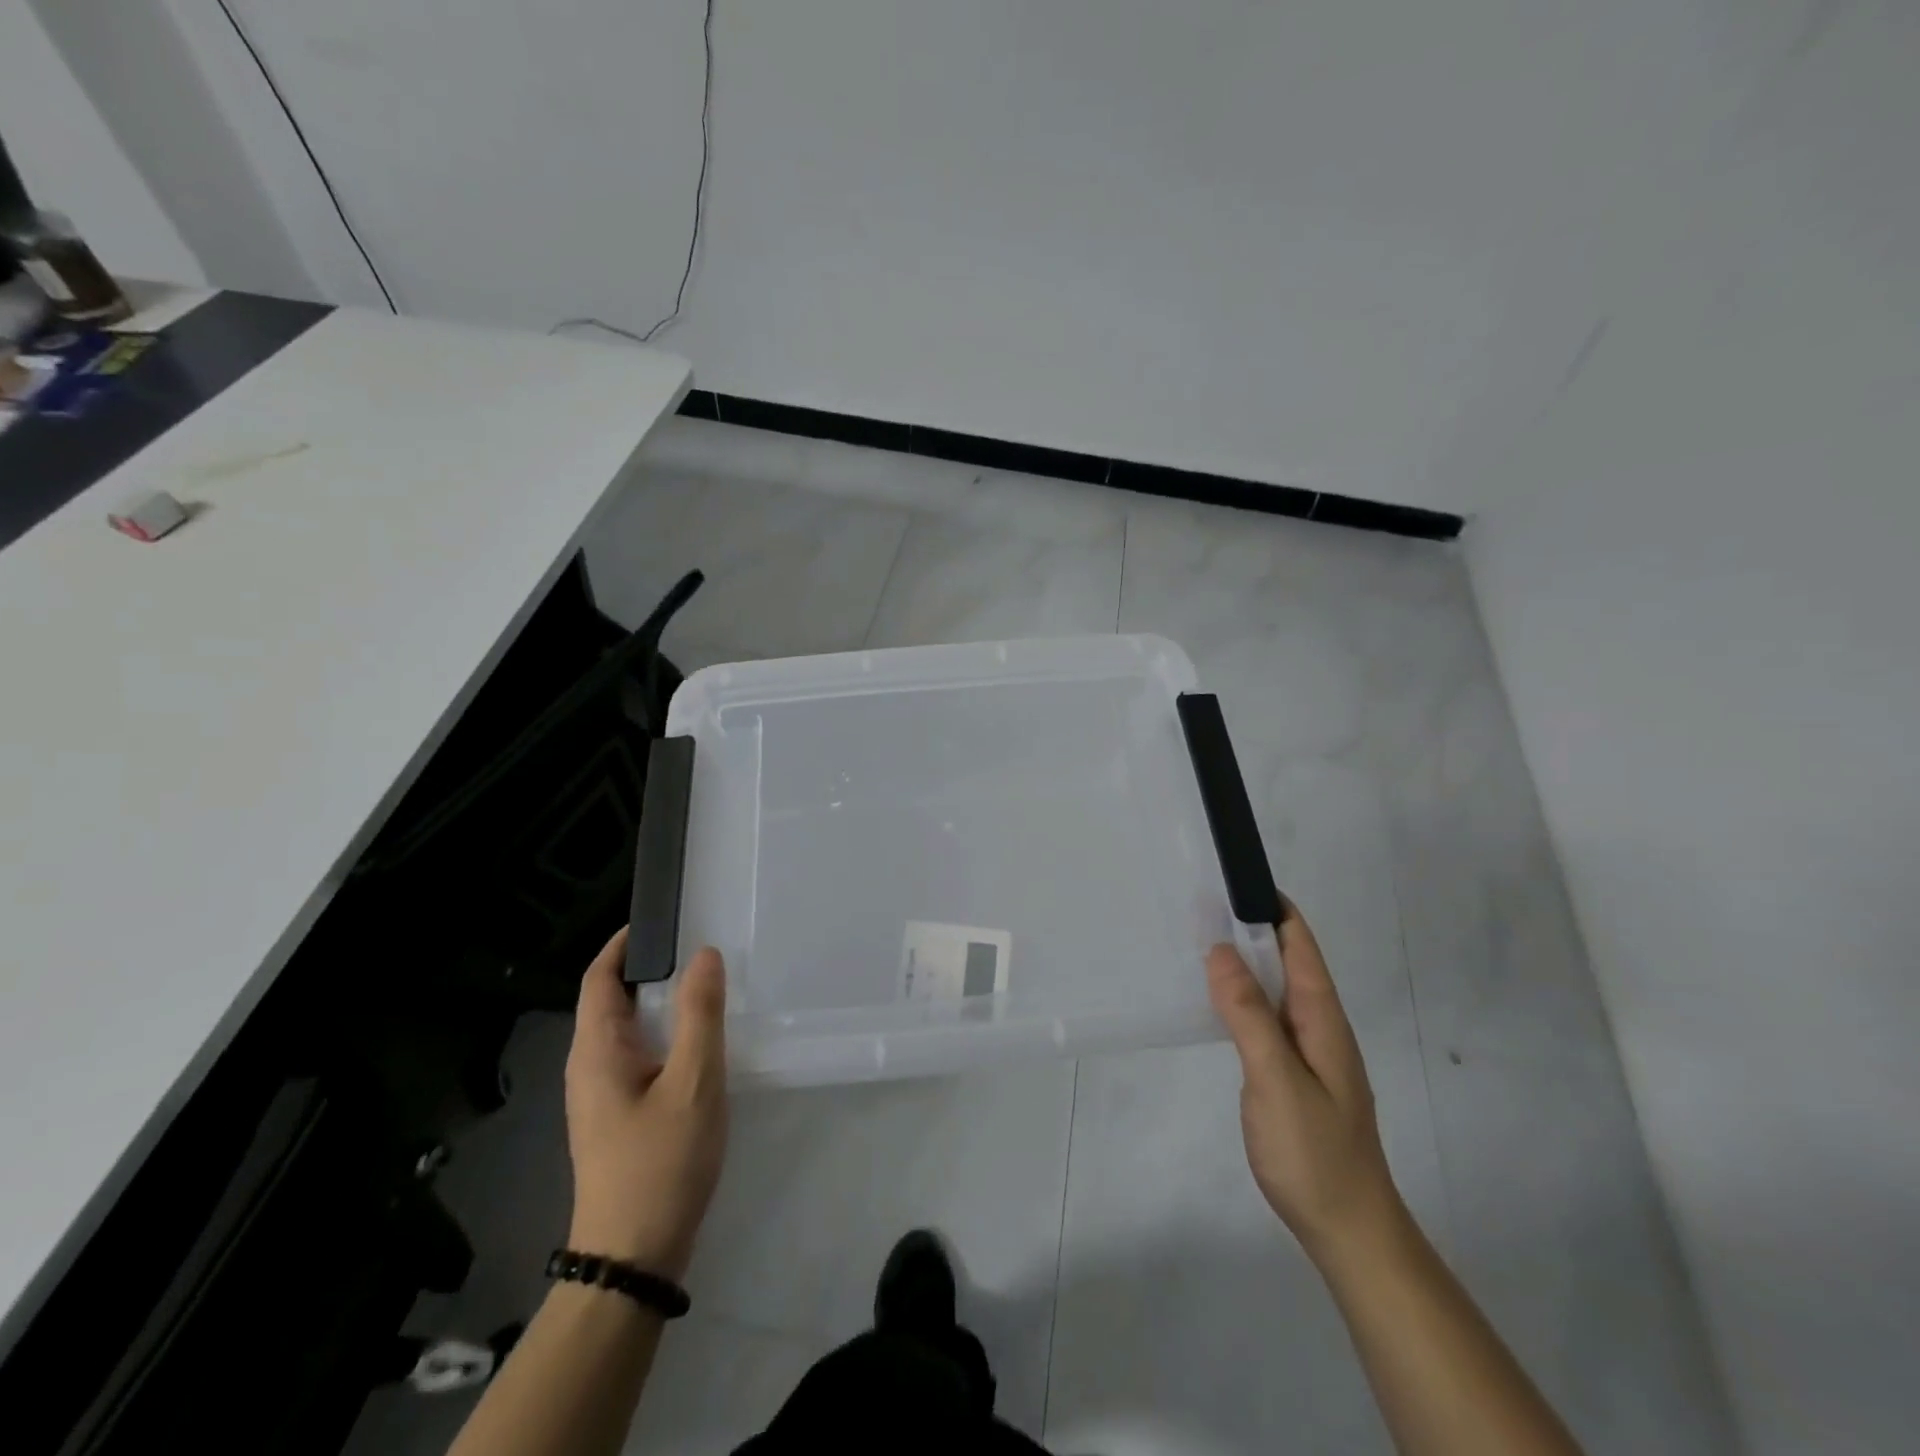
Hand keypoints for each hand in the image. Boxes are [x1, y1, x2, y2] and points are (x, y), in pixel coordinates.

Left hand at [564, 928, 728, 1282]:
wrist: (633, 1258)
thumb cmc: (660, 1163)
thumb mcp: (693, 1082)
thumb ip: (701, 1015)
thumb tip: (704, 955)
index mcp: (596, 1051)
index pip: (598, 979)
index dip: (622, 945)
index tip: (661, 920)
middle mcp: (589, 1067)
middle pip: (610, 1000)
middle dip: (647, 968)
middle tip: (697, 945)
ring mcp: (601, 1095)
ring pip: (626, 1030)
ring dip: (658, 1001)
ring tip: (704, 983)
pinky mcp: (617, 1116)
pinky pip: (637, 1055)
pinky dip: (663, 1033)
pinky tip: (697, 1040)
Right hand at [1207, 906, 1404, 1268]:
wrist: (1348, 1230)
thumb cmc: (1315, 1153)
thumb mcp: (1277, 1080)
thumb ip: (1249, 1015)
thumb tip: (1221, 951)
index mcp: (1321, 1018)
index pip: (1300, 945)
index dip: (1272, 908)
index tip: (1233, 878)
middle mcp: (1317, 1025)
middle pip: (1286, 960)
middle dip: (1250, 928)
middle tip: (1198, 904)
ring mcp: (1306, 1050)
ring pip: (1273, 989)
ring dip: (1243, 962)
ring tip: (1197, 940)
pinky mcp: (1292, 1073)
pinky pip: (1264, 1017)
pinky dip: (1240, 997)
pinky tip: (1213, 1000)